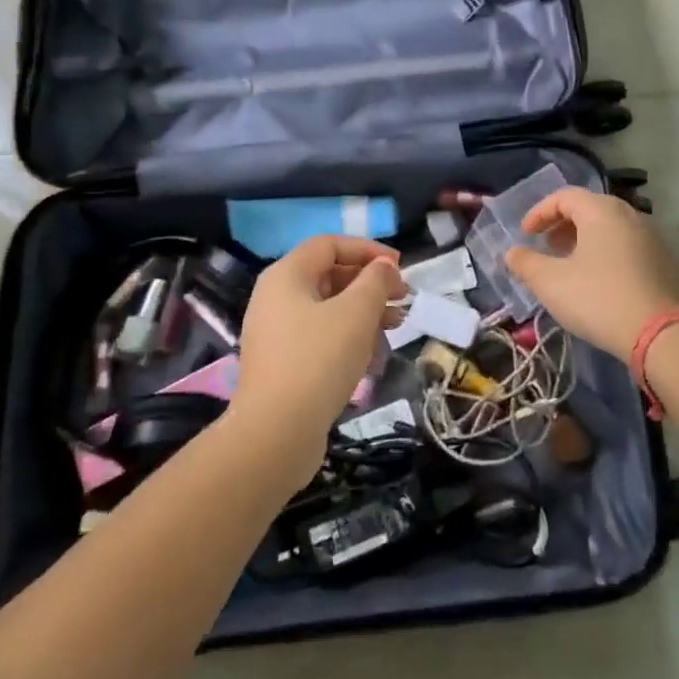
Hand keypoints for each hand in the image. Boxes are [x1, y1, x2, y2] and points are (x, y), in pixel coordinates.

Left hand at [233, 236, 405, 449]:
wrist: (276, 434)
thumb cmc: (319, 360)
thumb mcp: (357, 312)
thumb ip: (376, 281)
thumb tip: (384, 267)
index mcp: (286, 276)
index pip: (330, 244)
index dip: (368, 249)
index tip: (399, 267)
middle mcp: (275, 298)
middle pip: (329, 275)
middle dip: (370, 283)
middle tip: (403, 298)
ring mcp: (276, 333)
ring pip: (328, 308)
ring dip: (365, 312)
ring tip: (397, 326)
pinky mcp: (282, 364)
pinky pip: (320, 336)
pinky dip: (348, 337)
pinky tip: (373, 356)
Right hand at [505, 187, 678, 362]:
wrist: (659, 334)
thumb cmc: (598, 298)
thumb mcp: (551, 283)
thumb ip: (526, 263)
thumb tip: (513, 252)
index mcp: (602, 210)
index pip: (565, 196)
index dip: (540, 212)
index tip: (526, 233)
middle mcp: (630, 215)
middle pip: (590, 208)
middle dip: (563, 224)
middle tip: (547, 245)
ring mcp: (652, 237)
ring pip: (611, 227)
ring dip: (586, 239)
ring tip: (570, 263)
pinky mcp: (665, 261)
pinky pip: (628, 245)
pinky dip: (607, 252)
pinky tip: (600, 280)